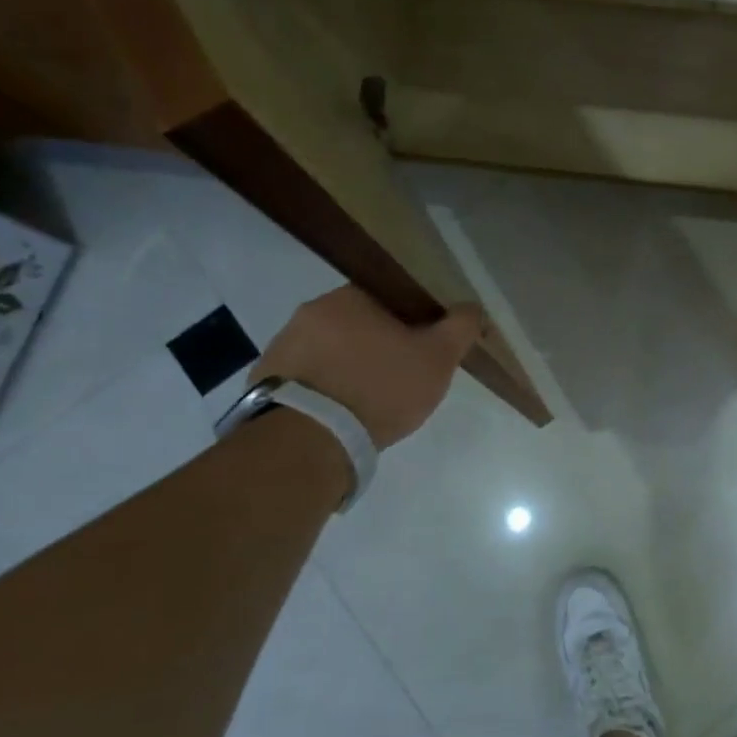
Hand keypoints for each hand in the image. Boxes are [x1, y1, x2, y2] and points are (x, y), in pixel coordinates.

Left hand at [256, 286, 484, 448]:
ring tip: (367, 404)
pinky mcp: (264, 380)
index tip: (422, 350)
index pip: (389, 298)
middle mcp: (309, 312)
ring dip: (348, 369)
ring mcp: (281, 346)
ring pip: (330, 351)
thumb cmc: (379, 388)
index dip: (411, 322)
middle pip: (358, 325)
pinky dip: (324, 391)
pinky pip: (306, 378)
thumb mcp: (437, 358)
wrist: (309, 440)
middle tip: (399, 380)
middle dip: (379, 347)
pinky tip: (339, 416)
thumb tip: (472, 307)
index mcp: (349, 296)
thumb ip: (460, 327)